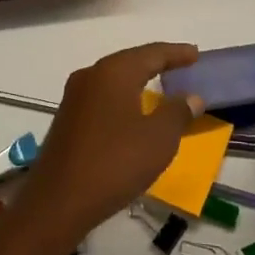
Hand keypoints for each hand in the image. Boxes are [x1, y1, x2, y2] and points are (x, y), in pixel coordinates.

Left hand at [17, 42, 201, 244]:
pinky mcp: (67, 119)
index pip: (151, 53)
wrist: (58, 202)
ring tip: (160, 85)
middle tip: (181, 65)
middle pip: (130, 61)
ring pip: (114, 79)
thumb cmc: (114, 163)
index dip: (176, 53)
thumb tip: (191, 97)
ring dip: (138, 80)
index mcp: (113, 72)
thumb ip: (177, 113)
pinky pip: (103, 97)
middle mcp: (91, 76)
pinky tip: (132, 110)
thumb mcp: (158, 139)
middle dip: (156, 62)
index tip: (196, 54)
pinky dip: (123, 97)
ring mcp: (74, 97)